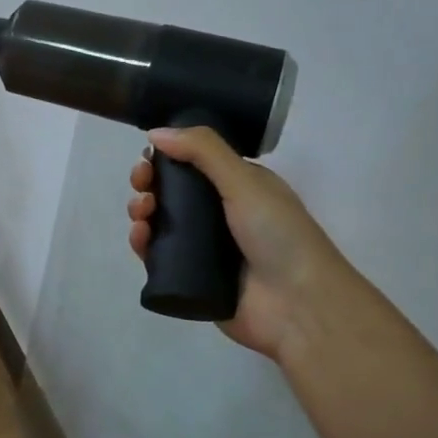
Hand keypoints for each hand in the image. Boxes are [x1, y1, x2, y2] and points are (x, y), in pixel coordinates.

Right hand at [127, 126, 347, 361]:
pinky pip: (158, 257)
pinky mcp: (191, 278)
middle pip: (172, 193)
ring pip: (161, 224)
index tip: (148, 156)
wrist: (297, 306)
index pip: (193, 164)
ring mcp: (205, 249)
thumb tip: (156, 132)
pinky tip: (139, 238)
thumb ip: (203, 150)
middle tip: (141, 185)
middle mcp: (221, 215)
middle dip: (149, 184)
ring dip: (143, 211)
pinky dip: (143, 245)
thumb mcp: (244, 180)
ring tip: (142, 213)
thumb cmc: (278, 235)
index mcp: (239, 188)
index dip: (167, 158)